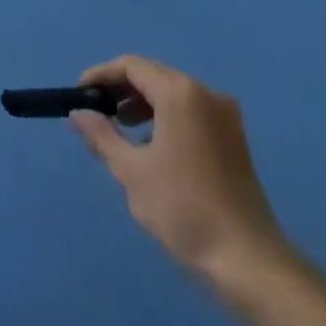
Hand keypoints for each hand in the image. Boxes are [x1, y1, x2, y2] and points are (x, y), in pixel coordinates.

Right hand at [71, 55, 287, 277]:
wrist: (247, 259)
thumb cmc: (183, 208)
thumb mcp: (132, 171)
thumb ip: (101, 135)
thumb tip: (78, 112)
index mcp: (180, 93)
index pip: (132, 66)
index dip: (101, 75)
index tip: (79, 95)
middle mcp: (206, 93)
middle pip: (154, 76)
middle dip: (121, 90)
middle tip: (96, 114)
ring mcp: (225, 115)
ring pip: (173, 94)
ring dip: (142, 104)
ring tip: (119, 131)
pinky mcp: (234, 137)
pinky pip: (191, 111)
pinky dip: (165, 117)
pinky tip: (151, 146)